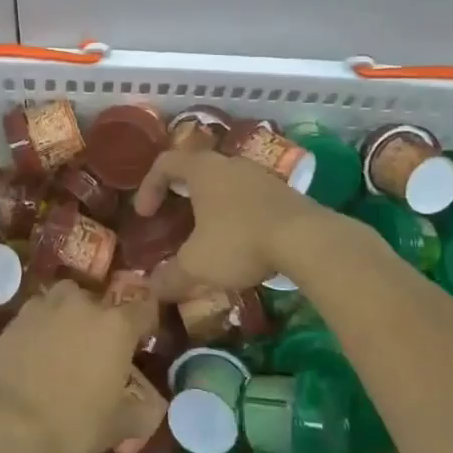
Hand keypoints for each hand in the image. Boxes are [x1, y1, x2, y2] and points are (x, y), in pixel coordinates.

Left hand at [0, 281, 156, 452]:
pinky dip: (43, 326)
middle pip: (100, 301)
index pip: (143, 308)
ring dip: (70, 316)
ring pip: (66, 300)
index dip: (145, 323)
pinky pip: (39, 313)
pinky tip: (37, 353)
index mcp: (116, 325)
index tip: (141, 342)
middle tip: (98, 353)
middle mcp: (83, 304)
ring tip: (66, 347)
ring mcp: (46, 306)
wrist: (6, 426)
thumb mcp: (118, 426)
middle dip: (102, 321)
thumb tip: (152, 404)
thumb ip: (142, 409)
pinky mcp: (17, 316)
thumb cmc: (73, 426)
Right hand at [130, 148, 324, 296]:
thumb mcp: (197, 264)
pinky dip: (237, 213)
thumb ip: (171, 276)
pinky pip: (249, 196)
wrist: (307, 239)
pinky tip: (241, 241)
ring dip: (212, 204)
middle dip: (181, 193)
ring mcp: (259, 175)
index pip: (165, 162)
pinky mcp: (283, 192)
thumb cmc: (240, 241)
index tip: (145, 214)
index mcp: (202, 169)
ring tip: (208, 234)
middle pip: (197, 168)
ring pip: (225, 182)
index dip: (148, 186)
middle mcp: (229, 163)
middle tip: (174, 218)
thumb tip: (151, 289)